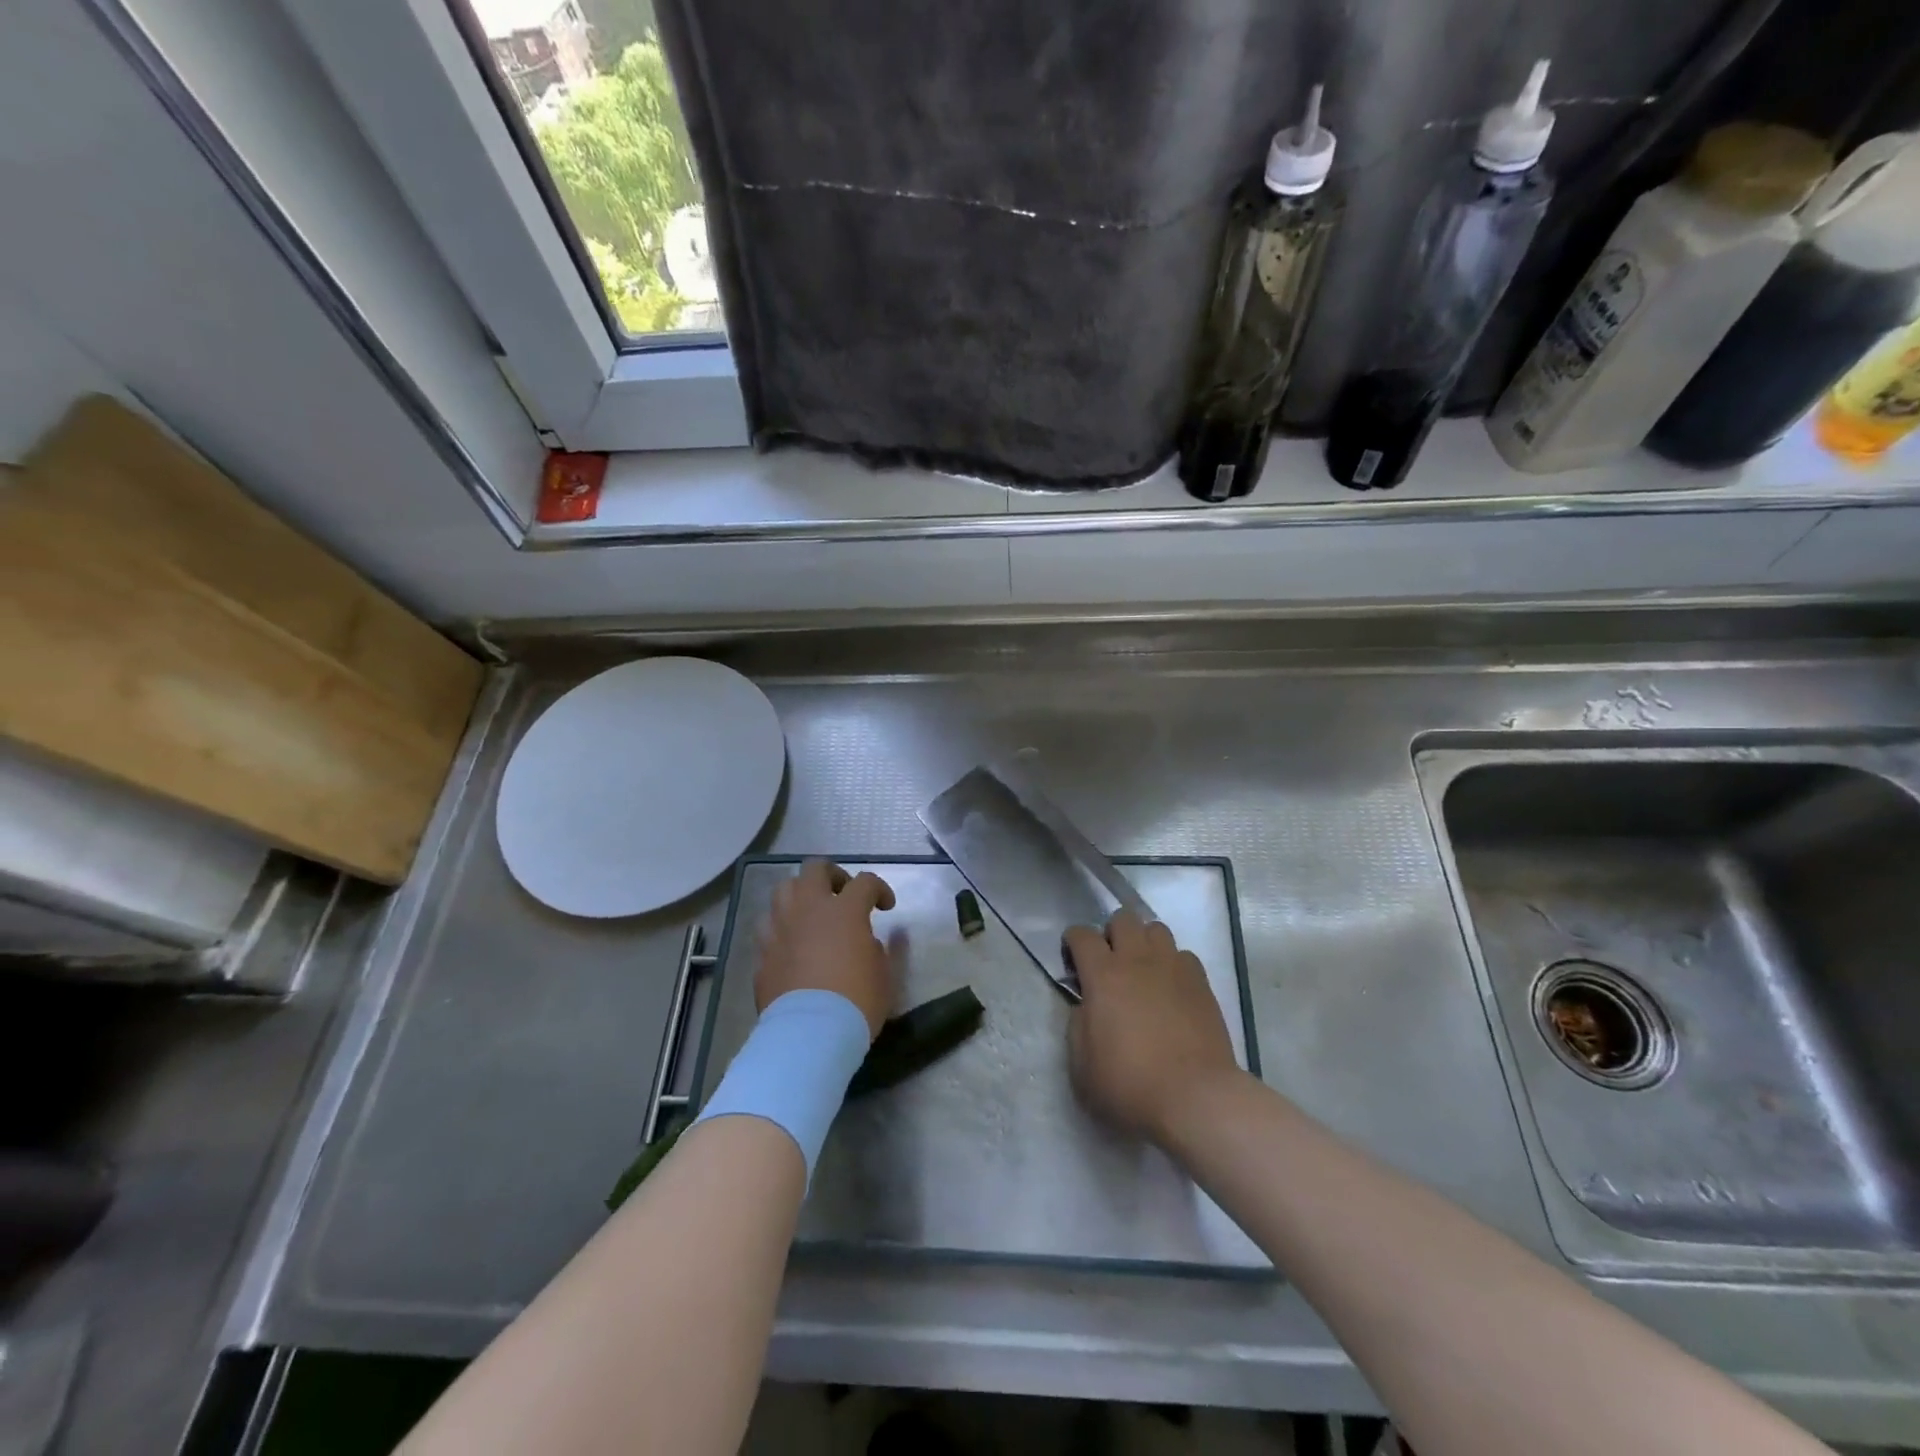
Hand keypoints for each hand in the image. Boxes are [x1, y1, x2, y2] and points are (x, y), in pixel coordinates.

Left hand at [756, 860, 896, 1038]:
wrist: (810, 1034)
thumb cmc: (857, 1001)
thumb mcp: (885, 975)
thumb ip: (882, 949)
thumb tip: (873, 938)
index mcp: (844, 911)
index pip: (865, 882)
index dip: (879, 889)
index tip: (886, 907)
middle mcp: (808, 910)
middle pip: (815, 869)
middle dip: (832, 875)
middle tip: (842, 894)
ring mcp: (780, 929)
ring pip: (783, 890)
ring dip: (800, 895)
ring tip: (812, 914)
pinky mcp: (762, 953)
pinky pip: (769, 928)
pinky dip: (782, 929)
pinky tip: (792, 945)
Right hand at [1065, 910, 1239, 1143]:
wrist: (1195, 1098)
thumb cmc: (1130, 1085)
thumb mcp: (1082, 1066)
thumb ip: (1078, 1025)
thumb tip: (1087, 1006)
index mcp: (1103, 975)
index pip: (1081, 934)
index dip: (1073, 942)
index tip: (1073, 962)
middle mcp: (1137, 960)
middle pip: (1123, 918)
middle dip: (1112, 933)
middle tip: (1111, 963)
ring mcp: (1173, 968)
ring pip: (1157, 929)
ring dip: (1145, 942)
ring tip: (1144, 970)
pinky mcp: (1201, 983)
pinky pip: (1184, 955)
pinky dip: (1174, 964)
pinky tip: (1172, 989)